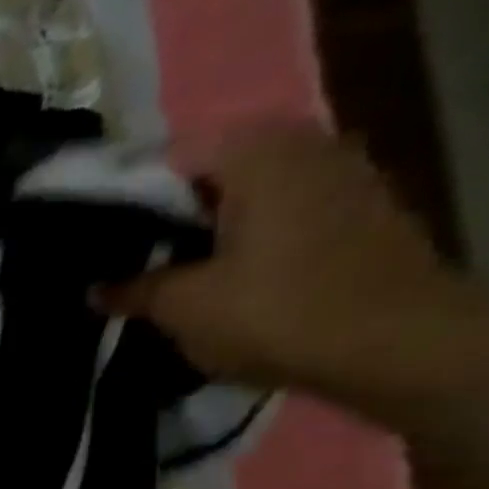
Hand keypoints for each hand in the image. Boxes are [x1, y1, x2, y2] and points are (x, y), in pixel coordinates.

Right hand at [98, 126, 483, 395]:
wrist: (391, 342)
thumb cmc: (275, 312)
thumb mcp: (184, 307)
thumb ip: (136, 291)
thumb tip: (97, 290)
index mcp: (258, 153)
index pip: (172, 156)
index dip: (129, 197)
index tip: (97, 238)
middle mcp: (304, 146)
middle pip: (214, 173)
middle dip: (169, 216)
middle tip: (127, 262)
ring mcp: (341, 176)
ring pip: (250, 196)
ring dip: (209, 232)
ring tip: (169, 276)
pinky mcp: (357, 214)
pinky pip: (283, 216)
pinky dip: (248, 241)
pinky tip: (223, 281)